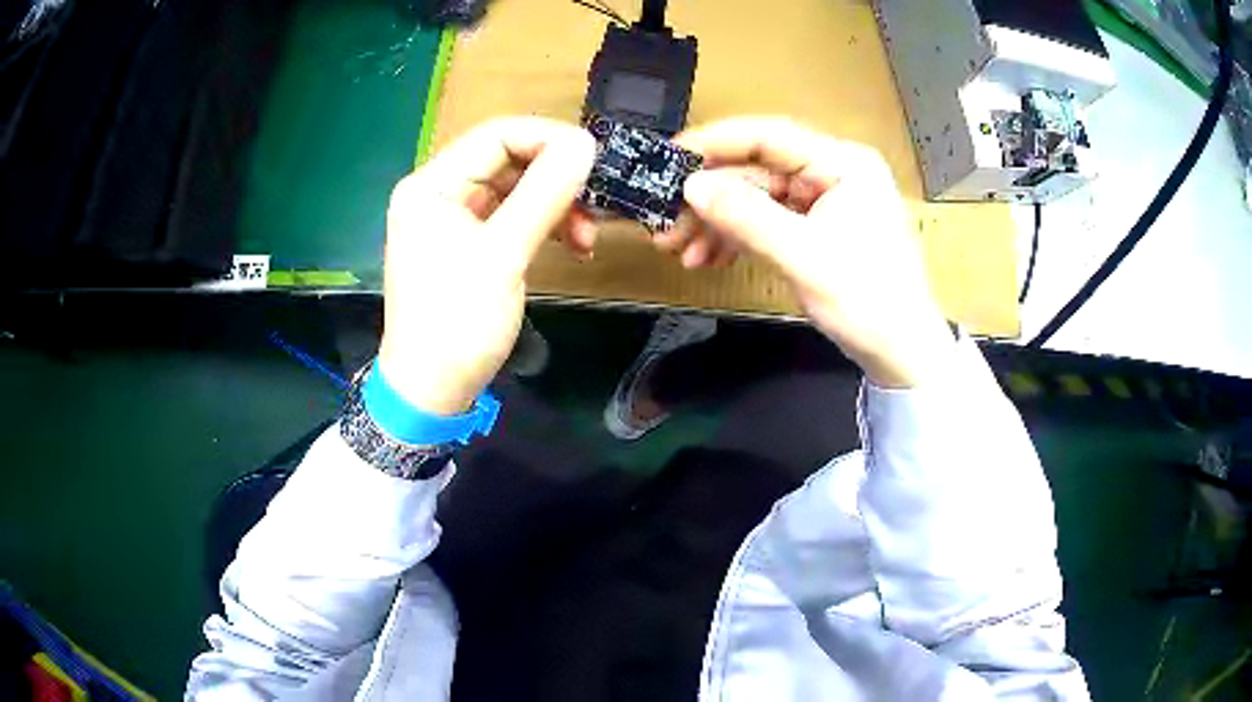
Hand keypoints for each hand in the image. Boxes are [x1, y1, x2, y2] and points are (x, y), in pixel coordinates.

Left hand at [378, 118, 595, 414]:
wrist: (432, 391)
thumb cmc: (457, 324)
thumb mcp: (502, 256)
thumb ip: (543, 194)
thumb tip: (584, 144)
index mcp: (431, 185)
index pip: (496, 135)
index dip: (548, 139)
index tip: (595, 158)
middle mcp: (439, 192)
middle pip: (507, 160)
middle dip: (556, 178)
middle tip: (596, 201)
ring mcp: (453, 219)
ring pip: (515, 189)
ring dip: (555, 204)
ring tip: (587, 235)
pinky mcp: (469, 244)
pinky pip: (512, 217)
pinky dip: (543, 225)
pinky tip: (572, 243)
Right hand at [668, 118, 955, 387]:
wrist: (902, 353)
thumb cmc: (868, 301)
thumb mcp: (804, 256)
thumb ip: (747, 217)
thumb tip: (691, 186)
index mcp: (842, 163)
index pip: (767, 136)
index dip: (714, 143)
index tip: (668, 159)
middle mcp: (833, 172)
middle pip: (757, 170)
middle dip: (710, 199)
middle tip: (664, 222)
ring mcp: (825, 200)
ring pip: (757, 198)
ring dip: (717, 222)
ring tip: (678, 249)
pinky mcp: (818, 227)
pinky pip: (768, 221)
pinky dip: (738, 237)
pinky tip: (708, 257)